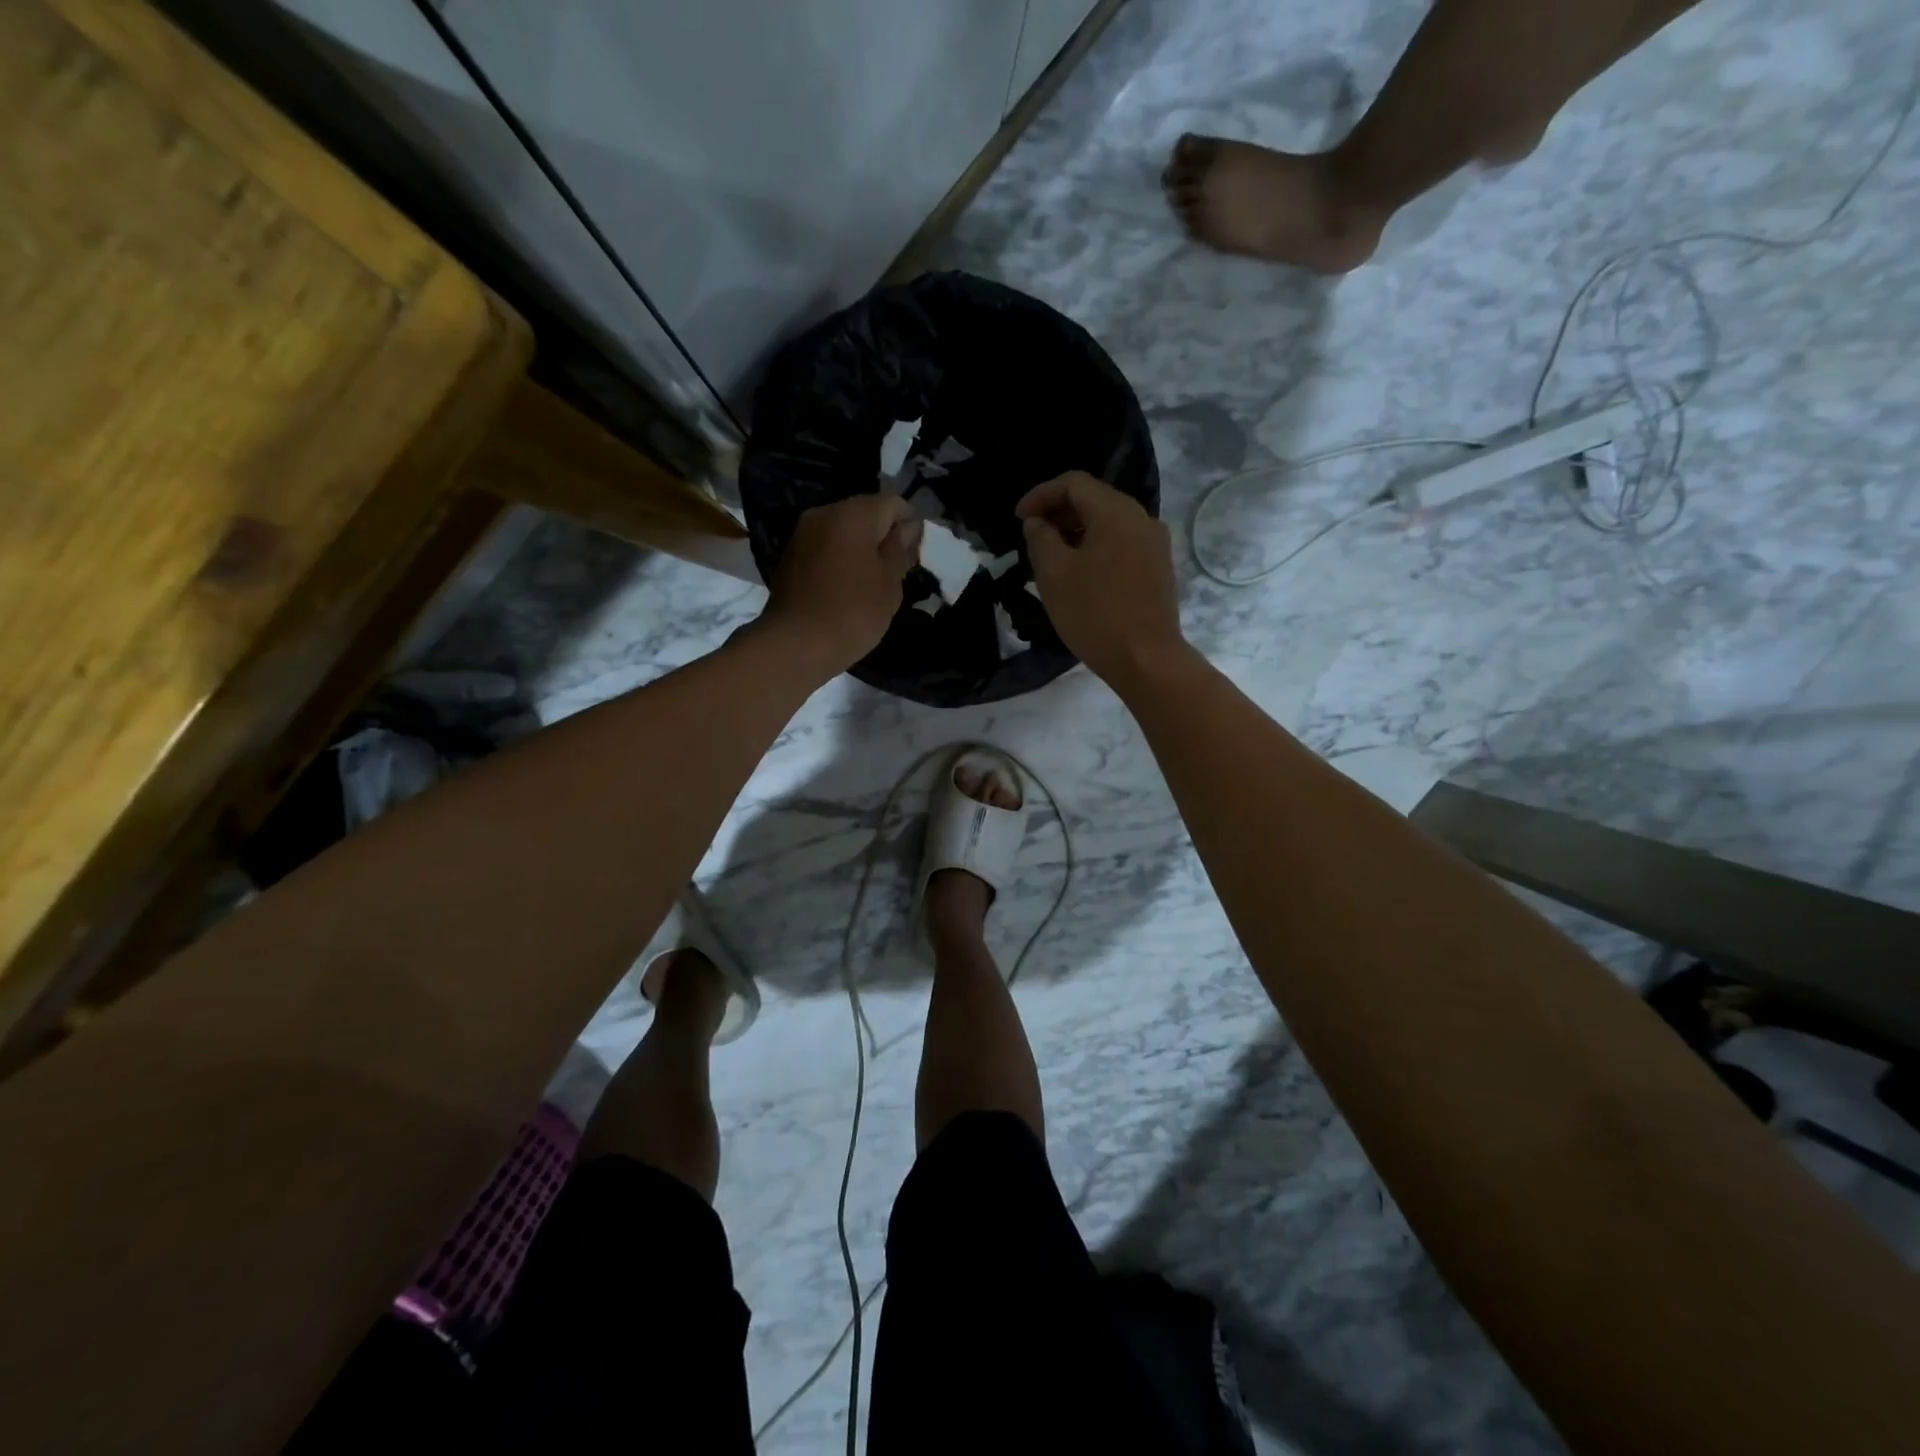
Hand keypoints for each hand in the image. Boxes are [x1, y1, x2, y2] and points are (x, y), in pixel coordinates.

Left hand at [759, 493, 921, 676]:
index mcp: (853, 515)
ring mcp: (803, 533)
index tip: (915, 555)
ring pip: (843, 530)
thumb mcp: (889, 583)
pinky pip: (825, 546)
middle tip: (897, 570)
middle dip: (884, 535)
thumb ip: (901, 549)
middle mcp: (824, 513)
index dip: (910, 524)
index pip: (893, 503)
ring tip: (873, 581)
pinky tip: (848, 586)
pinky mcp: (791, 555)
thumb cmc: (852, 613)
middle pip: (866, 512)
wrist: (795, 645)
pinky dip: (841, 558)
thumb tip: (909, 527)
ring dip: (862, 548)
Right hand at [1017, 472, 1189, 689]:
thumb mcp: (1054, 574)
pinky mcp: (1158, 568)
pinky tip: (1080, 574)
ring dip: (1076, 532)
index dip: (1040, 495)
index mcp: (1116, 512)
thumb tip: (1037, 522)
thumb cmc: (1095, 614)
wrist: (1146, 659)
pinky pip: (1122, 544)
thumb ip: (1040, 538)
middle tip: (1032, 538)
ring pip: (1109, 523)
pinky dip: (1096, 548)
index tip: (1018, 519)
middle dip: (1058, 513)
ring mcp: (1155, 544)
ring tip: (1051, 558)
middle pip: (1094, 499)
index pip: (1074, 483)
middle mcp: (1142, 519)